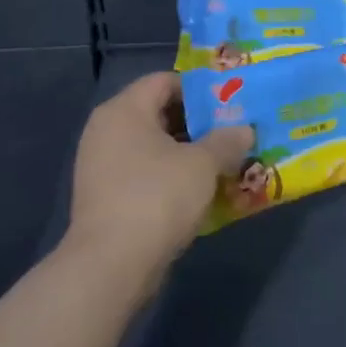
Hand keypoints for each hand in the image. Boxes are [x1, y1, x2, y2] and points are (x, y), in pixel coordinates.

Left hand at [66, 72, 254, 289]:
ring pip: (153, 146)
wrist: (111, 266)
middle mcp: (106, 130)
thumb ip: (226, 141)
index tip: (230, 104)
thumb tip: (244, 130)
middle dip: (198, 124)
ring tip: (223, 162)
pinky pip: (144, 173)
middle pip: (159, 113)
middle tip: (232, 133)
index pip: (165, 80)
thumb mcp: (203, 164)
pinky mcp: (104, 196)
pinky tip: (200, 191)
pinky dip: (170, 176)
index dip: (200, 89)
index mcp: (124, 110)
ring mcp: (101, 165)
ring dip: (187, 153)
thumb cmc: (157, 197)